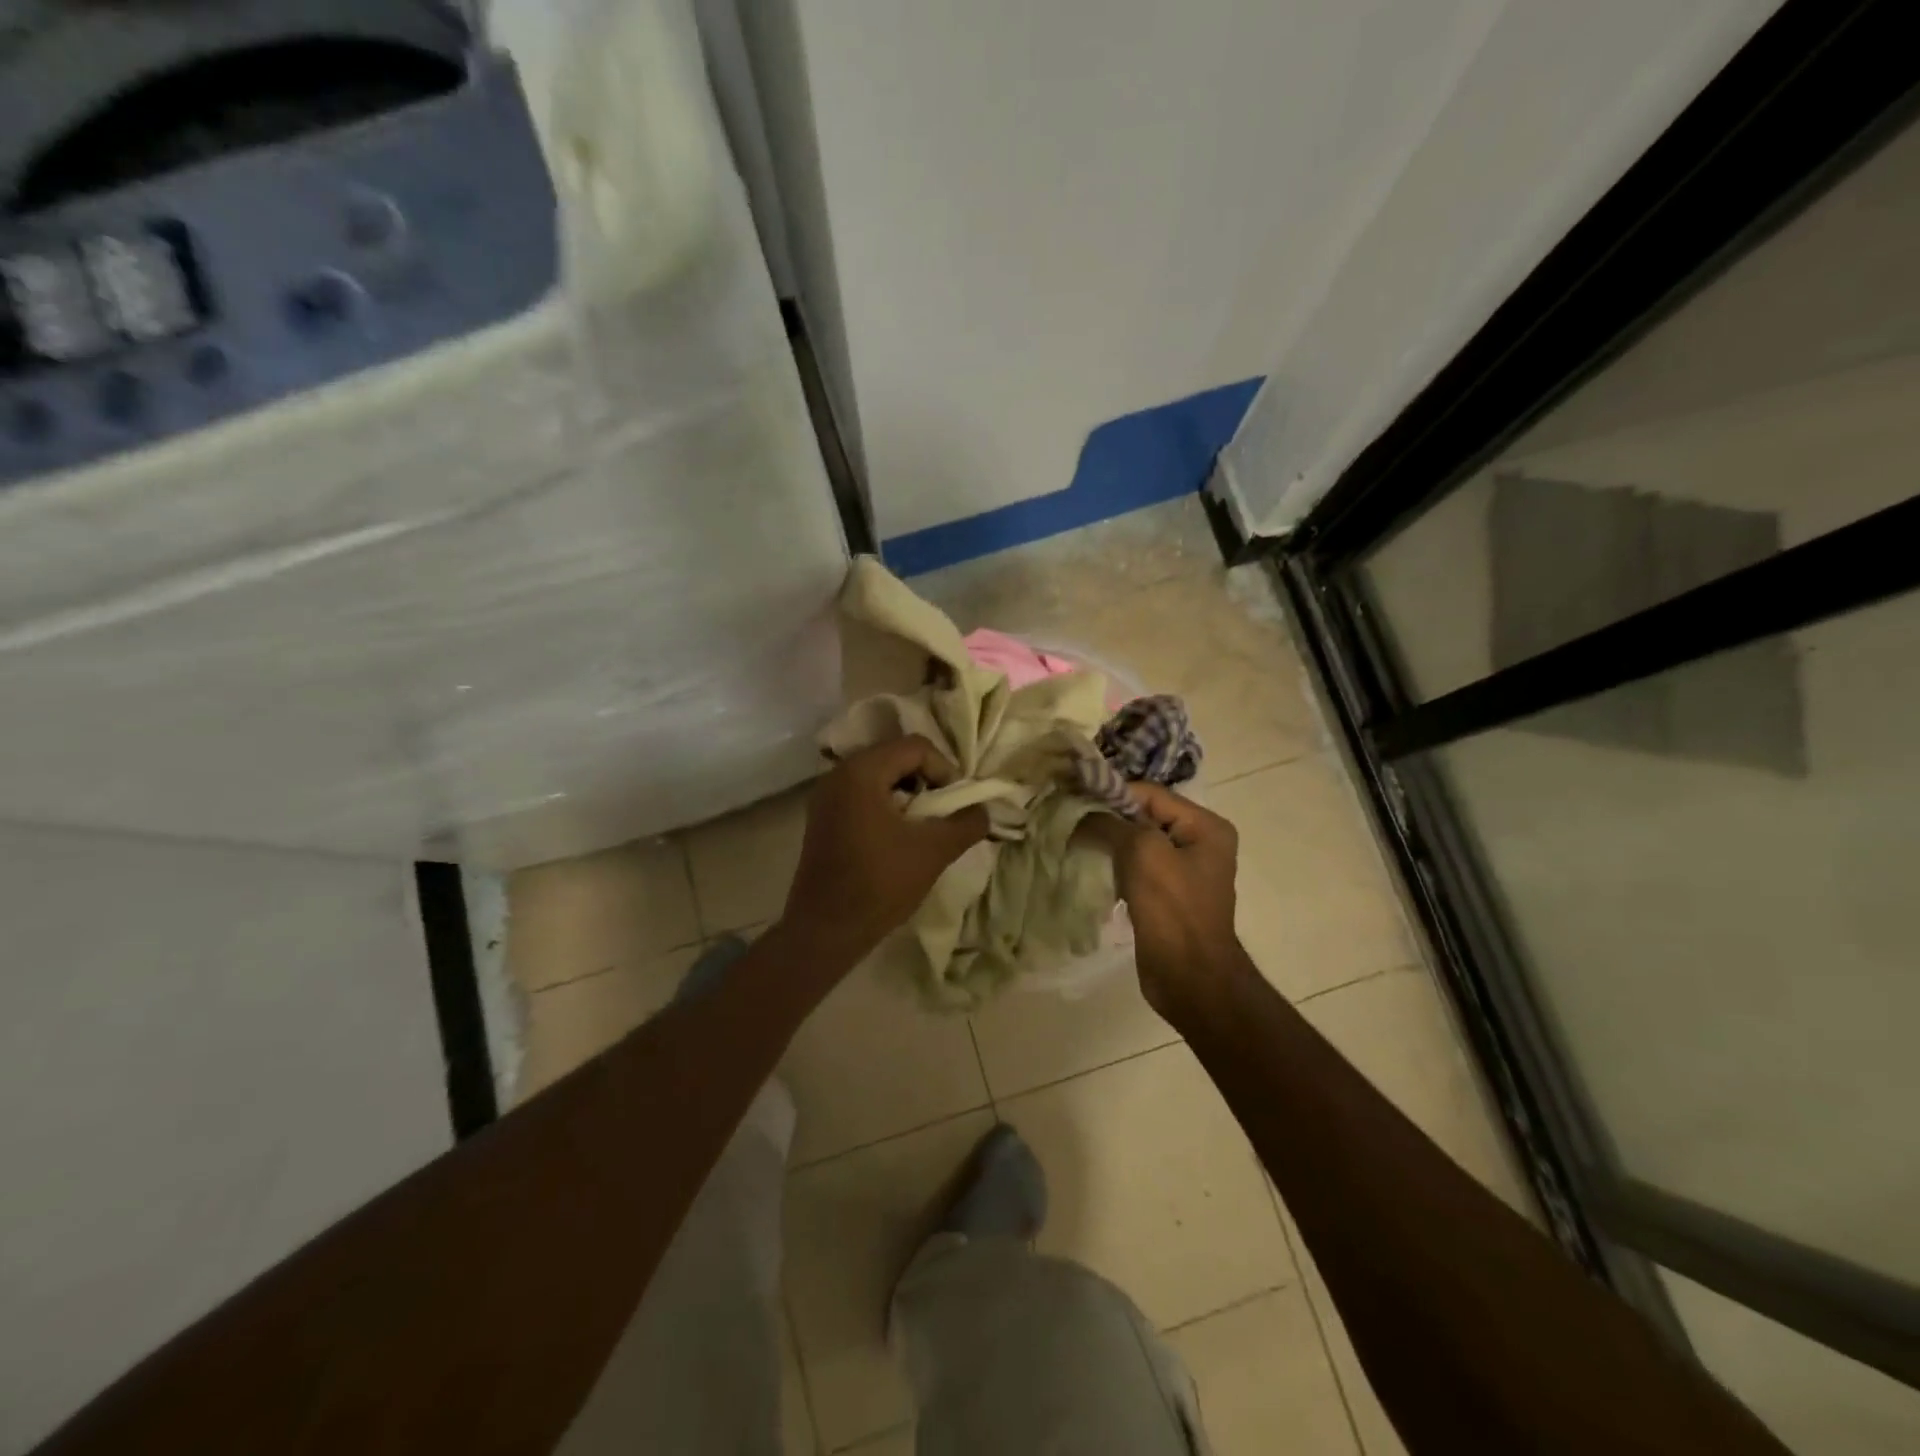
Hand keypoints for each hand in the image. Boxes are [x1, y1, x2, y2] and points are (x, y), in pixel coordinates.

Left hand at [778, 735, 990, 964]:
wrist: (826, 930)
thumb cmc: (880, 884)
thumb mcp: (934, 851)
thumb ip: (966, 823)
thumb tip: (983, 811)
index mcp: (861, 772)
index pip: (916, 747)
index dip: (944, 769)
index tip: (955, 803)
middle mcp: (838, 774)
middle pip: (896, 757)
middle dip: (927, 780)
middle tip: (944, 811)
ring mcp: (826, 796)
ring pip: (880, 776)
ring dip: (909, 793)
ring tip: (925, 825)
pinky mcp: (823, 818)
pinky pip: (863, 794)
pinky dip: (887, 804)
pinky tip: (899, 836)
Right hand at [1091, 784, 1244, 1018]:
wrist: (1191, 978)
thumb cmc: (1173, 910)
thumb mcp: (1142, 853)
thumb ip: (1112, 823)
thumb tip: (1082, 812)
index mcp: (1205, 826)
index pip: (1150, 794)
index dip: (1111, 794)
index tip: (1072, 799)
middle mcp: (1200, 842)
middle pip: (1144, 817)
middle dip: (1107, 818)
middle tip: (1068, 820)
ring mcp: (1184, 871)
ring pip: (1137, 843)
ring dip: (1108, 843)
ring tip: (1075, 842)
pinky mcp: (1167, 895)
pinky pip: (1137, 868)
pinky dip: (1115, 866)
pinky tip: (1092, 869)